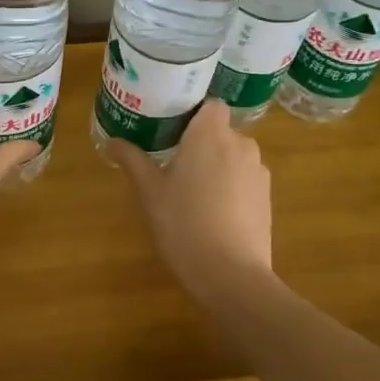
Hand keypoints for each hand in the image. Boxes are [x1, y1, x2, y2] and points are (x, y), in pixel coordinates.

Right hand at [107, 100, 273, 295]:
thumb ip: (132, 161)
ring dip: (217, 166)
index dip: (193, 113)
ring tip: (192, 192)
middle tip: (172, 163)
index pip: (210, 105)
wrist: (231, 275)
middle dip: (201, 143)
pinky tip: (213, 213)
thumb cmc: (183, 224)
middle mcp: (241, 144)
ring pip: (234, 157)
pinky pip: (245, 181)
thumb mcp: (149, 192)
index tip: (171, 129)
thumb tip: (112, 142)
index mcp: (210, 134)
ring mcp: (259, 173)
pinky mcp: (267, 199)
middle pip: (221, 132)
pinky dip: (231, 188)